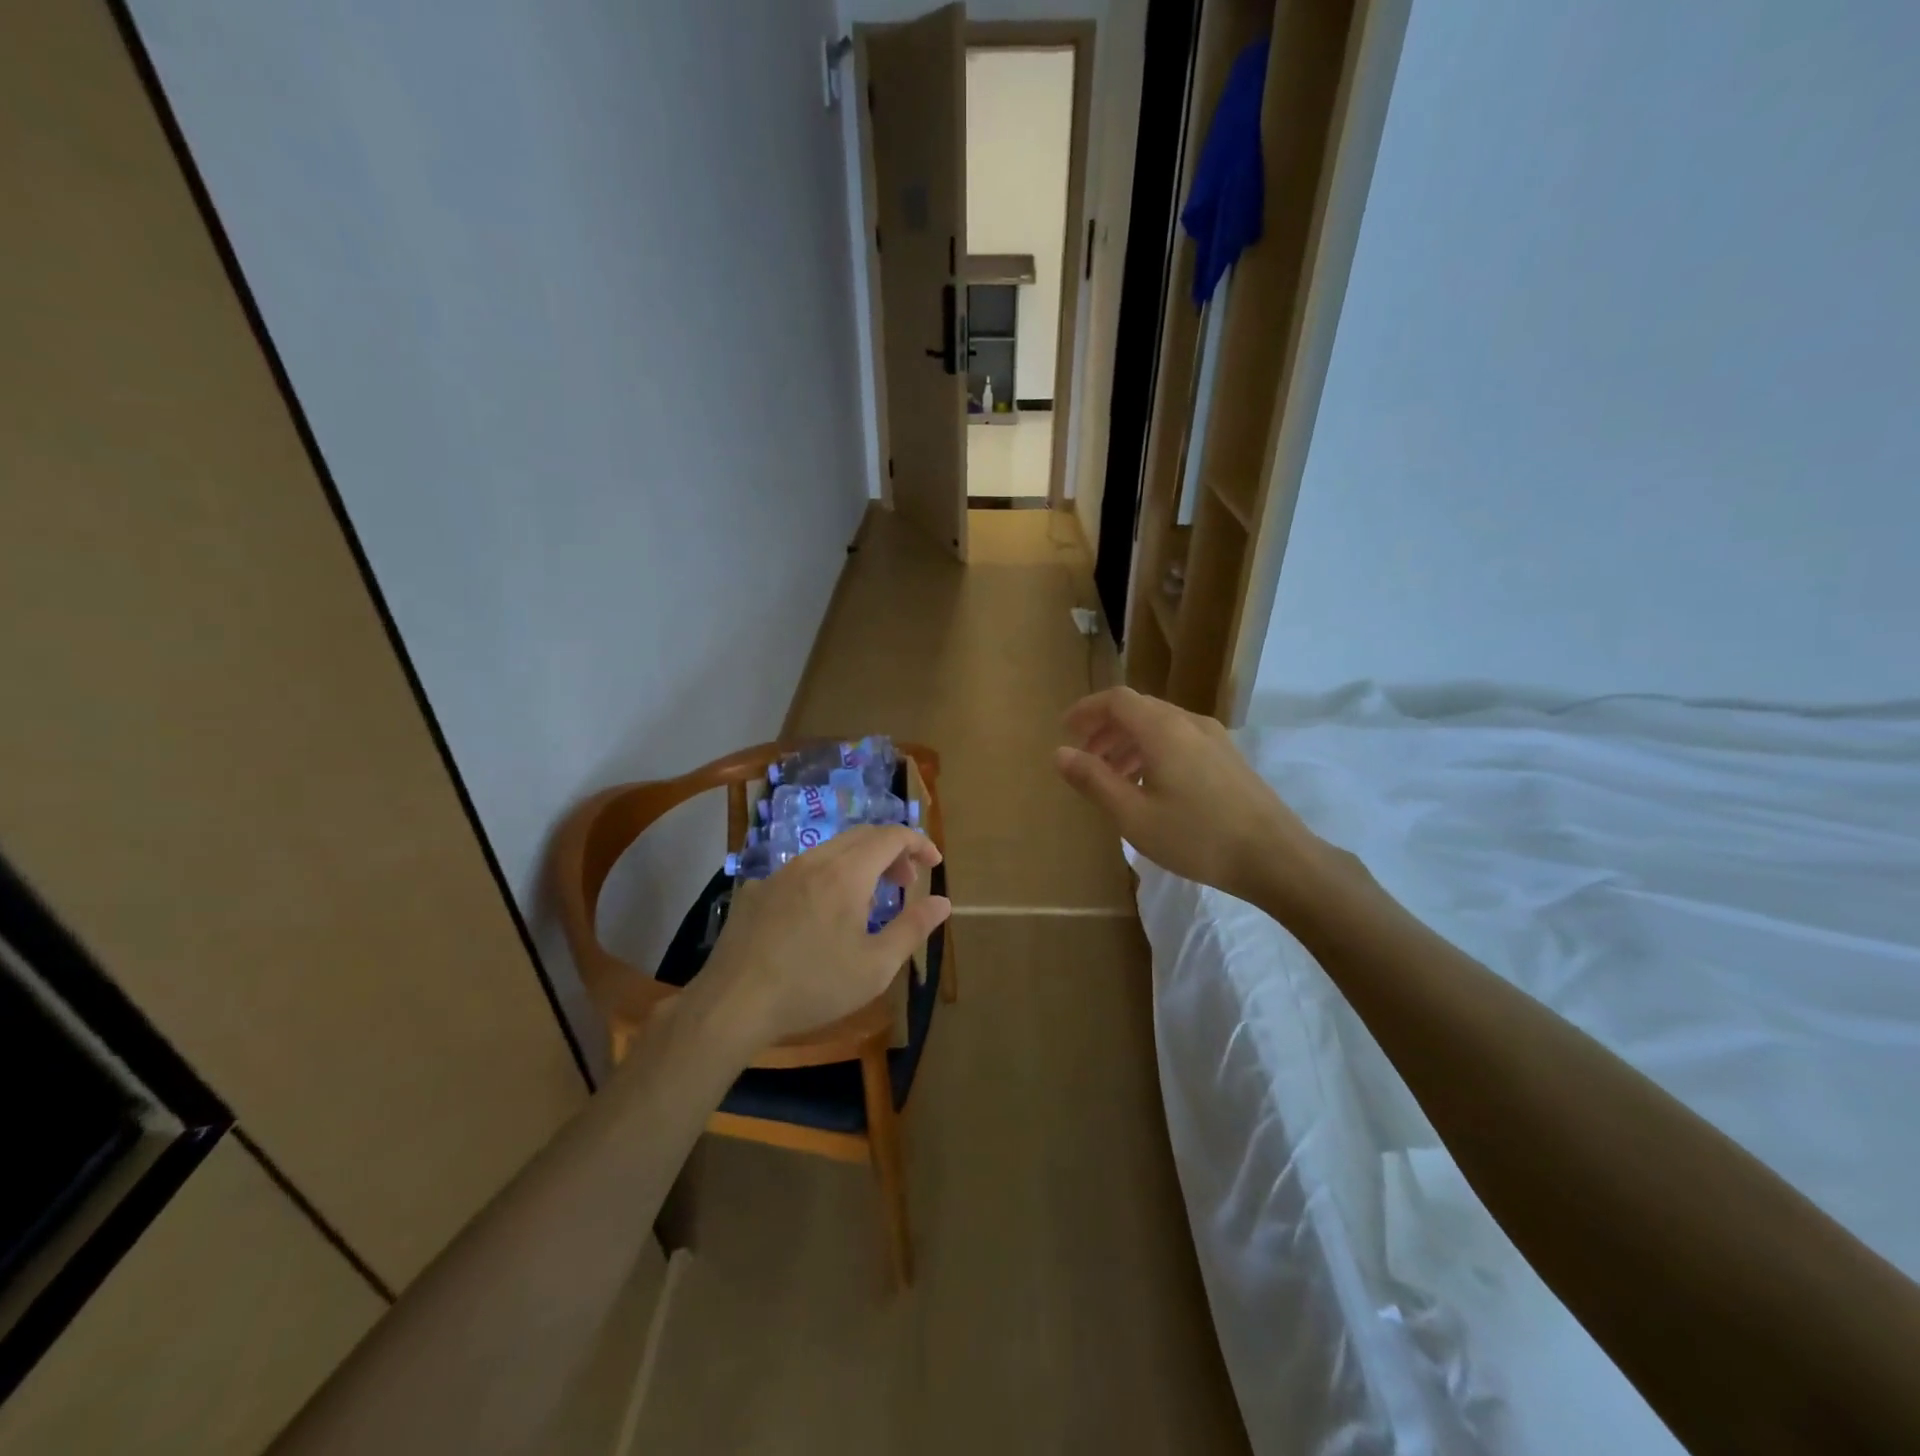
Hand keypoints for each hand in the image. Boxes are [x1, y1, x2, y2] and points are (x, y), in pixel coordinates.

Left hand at [694, 825, 950, 1051]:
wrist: (732, 1004)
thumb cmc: (813, 986)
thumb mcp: (875, 967)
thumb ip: (913, 928)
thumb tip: (943, 902)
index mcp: (847, 873)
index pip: (891, 836)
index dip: (919, 843)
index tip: (934, 864)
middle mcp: (814, 861)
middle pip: (862, 836)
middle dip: (892, 852)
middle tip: (906, 884)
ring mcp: (780, 873)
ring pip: (830, 850)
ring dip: (859, 863)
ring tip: (868, 901)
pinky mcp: (756, 890)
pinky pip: (801, 870)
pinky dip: (826, 877)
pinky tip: (820, 915)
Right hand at [1055, 687, 1324, 904]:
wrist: (1276, 857)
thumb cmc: (1197, 837)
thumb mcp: (1133, 815)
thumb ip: (1094, 780)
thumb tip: (1060, 753)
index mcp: (1162, 729)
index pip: (1116, 700)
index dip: (1087, 709)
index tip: (1065, 730)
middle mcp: (1189, 722)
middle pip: (1139, 710)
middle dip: (1106, 729)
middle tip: (1084, 758)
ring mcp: (1214, 738)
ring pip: (1160, 726)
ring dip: (1129, 743)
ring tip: (1113, 777)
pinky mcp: (1229, 757)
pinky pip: (1180, 740)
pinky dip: (1154, 752)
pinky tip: (1151, 787)